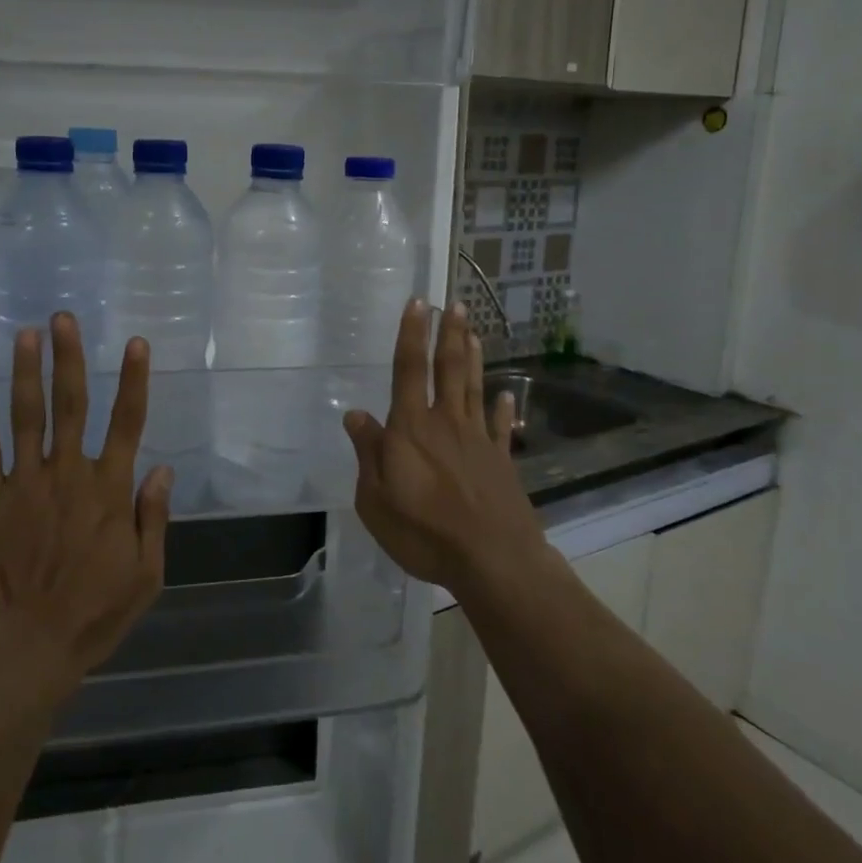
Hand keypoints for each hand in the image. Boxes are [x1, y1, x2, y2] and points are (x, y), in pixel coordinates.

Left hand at [0, 312, 170, 700]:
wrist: (26, 648)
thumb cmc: (94, 615)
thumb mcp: (146, 575)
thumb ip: (153, 518)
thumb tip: (163, 470)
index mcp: (109, 490)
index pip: (127, 423)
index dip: (133, 380)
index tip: (135, 343)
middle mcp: (68, 474)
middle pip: (72, 405)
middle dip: (69, 358)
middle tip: (64, 319)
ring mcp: (25, 483)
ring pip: (28, 416)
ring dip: (28, 372)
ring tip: (27, 333)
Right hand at [343, 300, 542, 590]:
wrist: (493, 560)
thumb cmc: (424, 531)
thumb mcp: (376, 499)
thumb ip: (368, 453)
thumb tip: (355, 414)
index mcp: (411, 428)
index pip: (408, 370)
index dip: (411, 334)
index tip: (418, 303)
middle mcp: (446, 423)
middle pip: (447, 370)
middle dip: (449, 334)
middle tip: (455, 304)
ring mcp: (478, 440)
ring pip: (473, 388)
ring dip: (472, 358)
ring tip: (473, 331)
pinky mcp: (501, 462)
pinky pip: (499, 427)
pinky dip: (501, 408)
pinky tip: (506, 393)